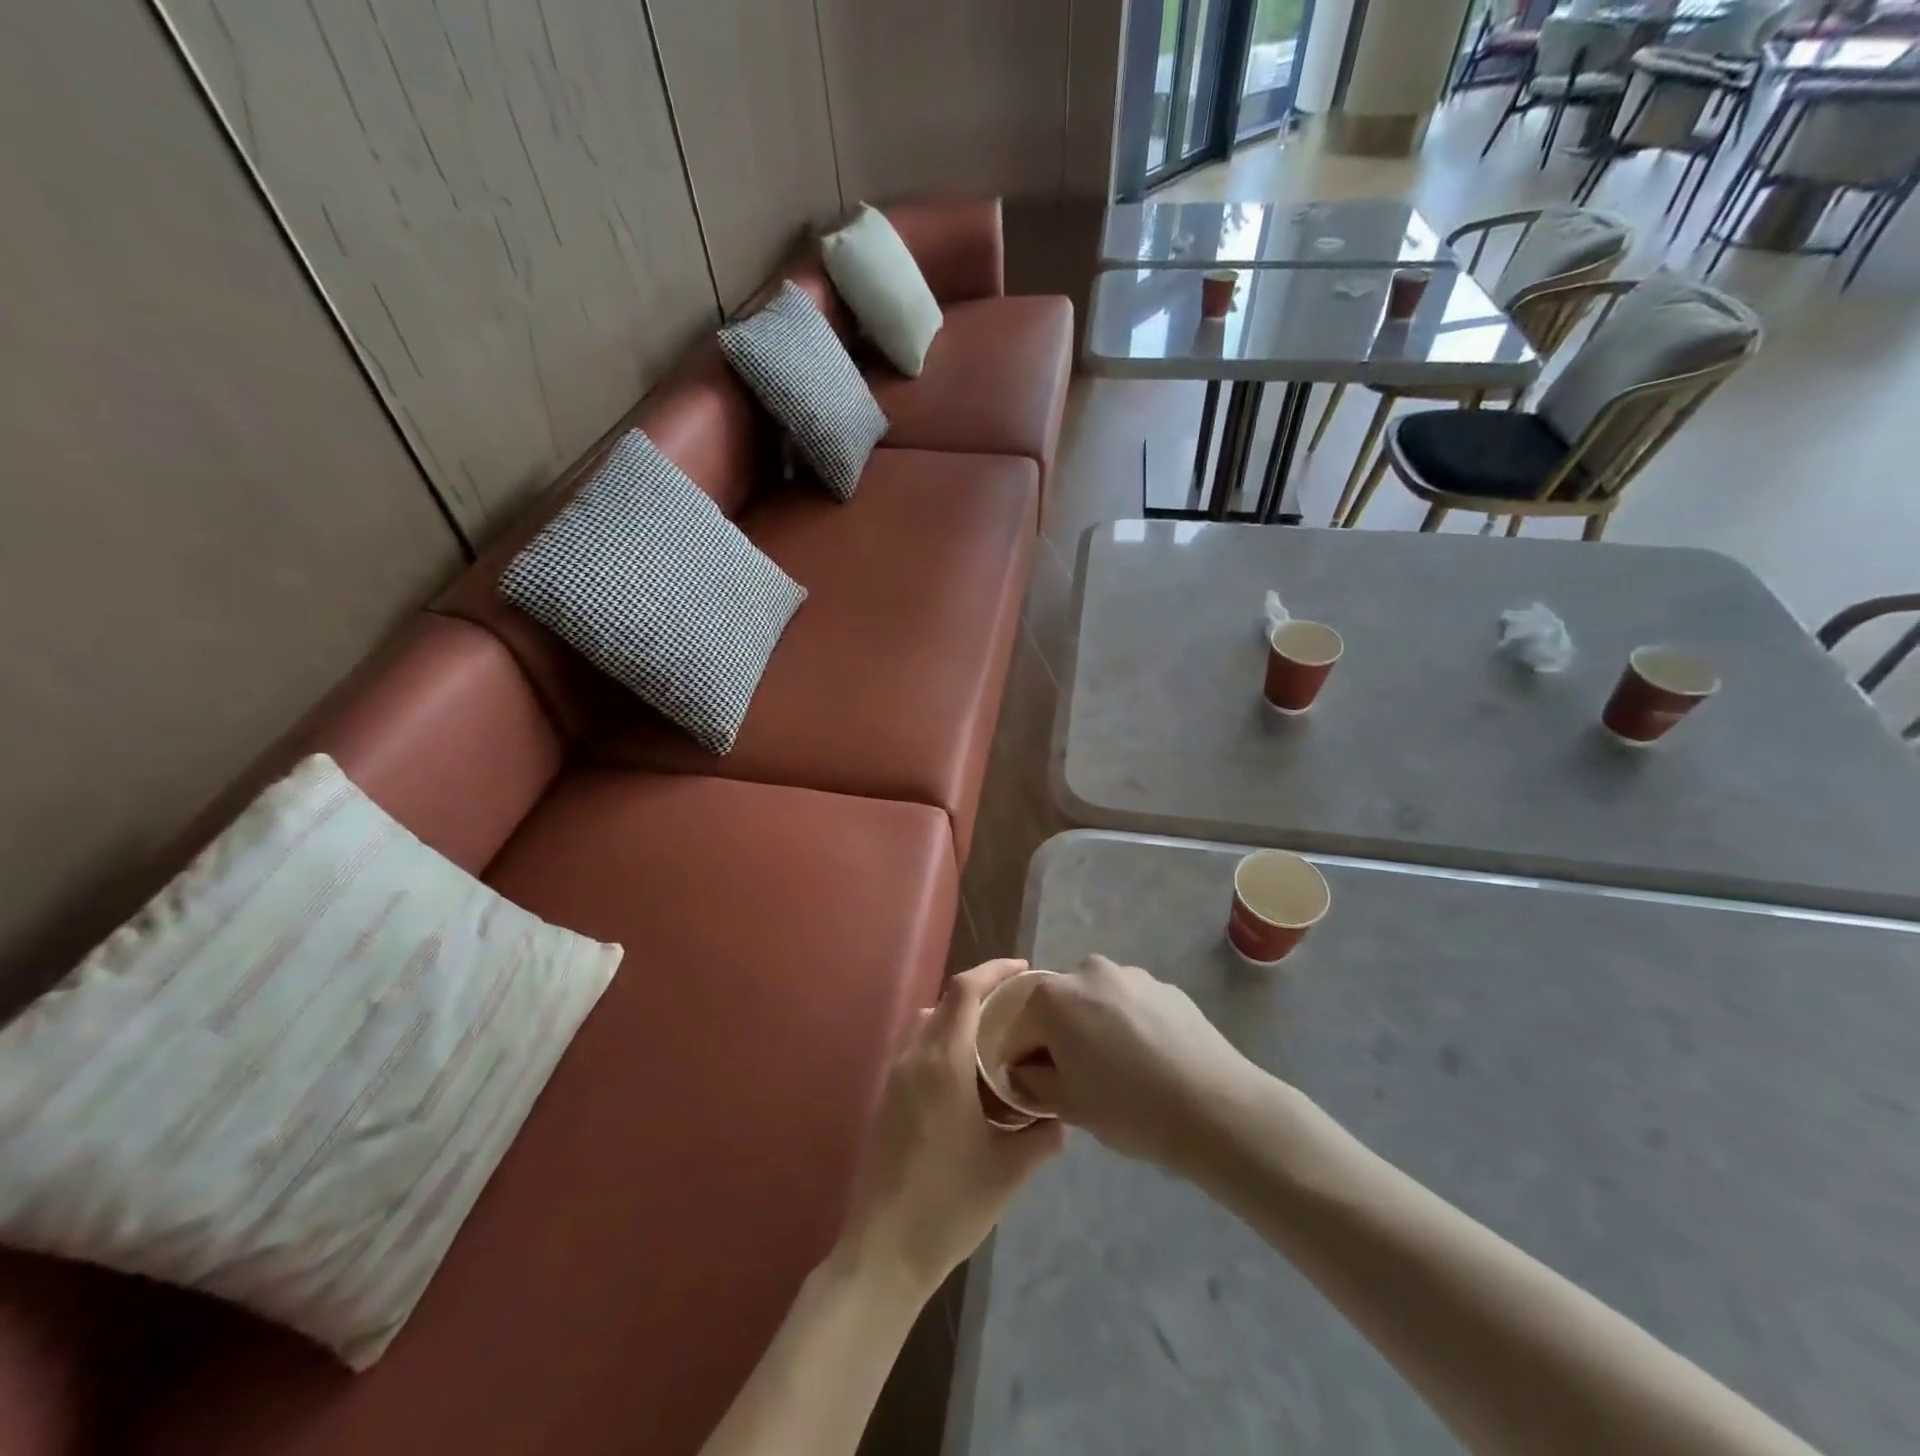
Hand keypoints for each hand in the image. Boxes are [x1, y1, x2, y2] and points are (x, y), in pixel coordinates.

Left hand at [836, 960, 1063, 1299]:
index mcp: (943, 1062)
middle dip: (980, 995)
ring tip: (994, 1043)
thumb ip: (1041, 1137)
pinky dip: (941, 1046)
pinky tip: (966, 1081)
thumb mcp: (1008, 1171)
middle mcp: (914, 1058)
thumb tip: (1062, 1117)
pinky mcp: (885, 1101)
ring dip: (958, 1020)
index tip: (1023, 970)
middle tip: (1017, 1009)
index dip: (994, 970)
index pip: (965, 990)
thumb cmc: (950, 1205)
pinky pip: (915, 1052)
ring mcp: (894, 1079)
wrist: (883, 1252)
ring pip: (927, 1026)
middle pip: (945, 1002)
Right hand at [1009, 955, 1259, 1173]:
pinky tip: (1150, 1062)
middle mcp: (1088, 971)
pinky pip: (1133, 1005)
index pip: (1021, 1025)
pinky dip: (1131, 1026)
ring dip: (1097, 1028)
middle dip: (1061, 1036)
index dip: (1022, 1057)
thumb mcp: (1067, 1105)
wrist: (1215, 1106)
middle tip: (1079, 1079)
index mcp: (1054, 996)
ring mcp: (1132, 974)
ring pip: (1098, 1002)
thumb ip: (1032, 1081)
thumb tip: (1025, 1069)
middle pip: (1060, 1005)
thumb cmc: (1128, 1107)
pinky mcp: (1166, 987)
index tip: (1034, 1085)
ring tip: (1121, 1072)